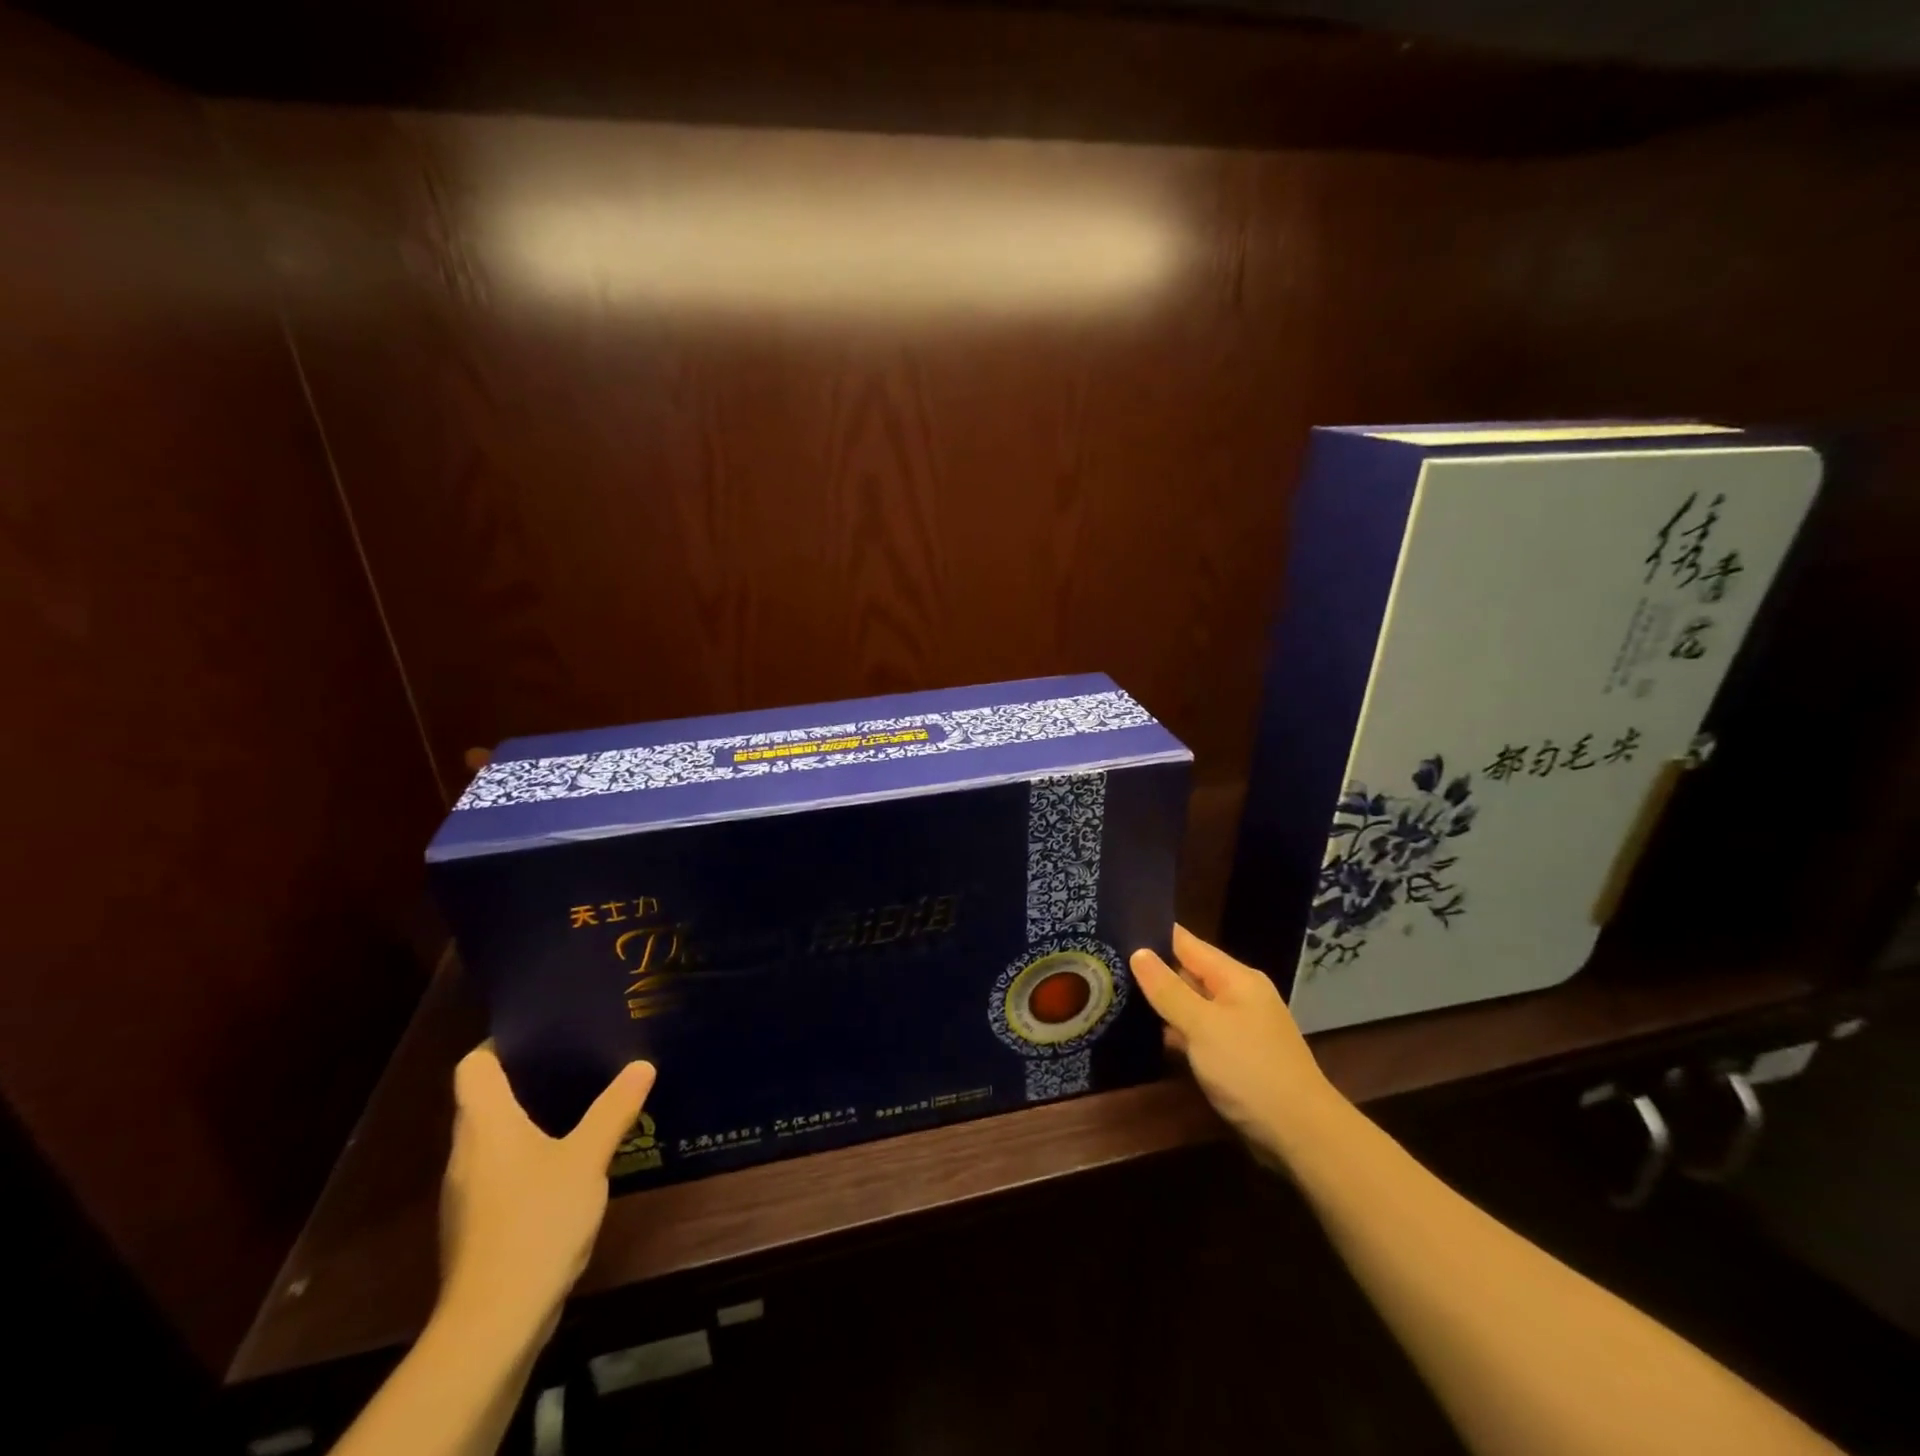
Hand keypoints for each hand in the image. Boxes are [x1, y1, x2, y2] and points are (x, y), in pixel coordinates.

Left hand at [439, 1046, 655, 1334]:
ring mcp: (468, 1191)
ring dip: (528, 1117)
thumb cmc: (536, 1221)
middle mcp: (466, 1151)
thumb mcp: (587, 1158)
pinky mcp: (479, 1223)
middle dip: (526, 1076)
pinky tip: (567, 1159)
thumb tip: (642, 1065)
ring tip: (579, 1100)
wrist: (495, 1321)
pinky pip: (501, 1168)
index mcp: (485, 1124)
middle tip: (576, 1057)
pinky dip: (528, 1153)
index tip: (544, 1030)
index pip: (473, 1065)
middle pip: (484, 1098)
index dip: (501, 1043)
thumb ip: (614, 1110)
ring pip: (493, 1136)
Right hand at [1131, 925, 1345, 1162]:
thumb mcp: (1202, 1026)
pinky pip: (1198, 1032)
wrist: (1302, 1136)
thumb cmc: (1250, 1070)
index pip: (1187, 943)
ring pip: (1191, 1005)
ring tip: (1114, 993)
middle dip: (1152, 970)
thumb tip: (1138, 952)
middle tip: (1105, 964)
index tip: (1113, 928)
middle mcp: (1239, 995)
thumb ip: (1168, 990)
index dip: (1153, 934)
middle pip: (1188, 972)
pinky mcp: (1236, 1057)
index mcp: (1236, 978)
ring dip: (1161, 1003)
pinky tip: (1144, 1034)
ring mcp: (1239, 1027)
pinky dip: (1175, 1031)